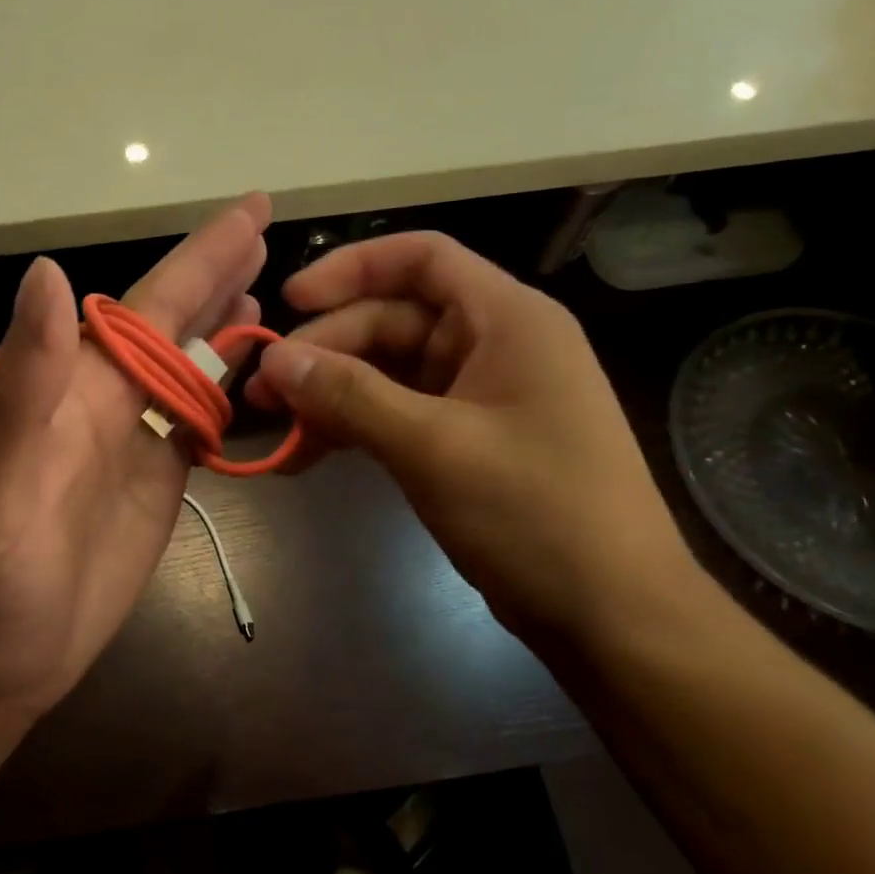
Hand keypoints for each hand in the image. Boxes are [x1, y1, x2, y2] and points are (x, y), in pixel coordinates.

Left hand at [0, 195, 270, 722]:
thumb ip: (24, 385)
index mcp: (74, 389)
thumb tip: (50, 273)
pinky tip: (250, 372)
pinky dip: (229, 390)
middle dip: (218, 274)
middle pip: (174, 325)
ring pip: (190, 367)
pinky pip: (200, 422)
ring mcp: (136, 443)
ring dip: (225, 325)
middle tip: (269, 230)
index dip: (198, 257)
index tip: (251, 210)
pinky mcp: (157, 483)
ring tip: (266, 288)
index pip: (145, 306)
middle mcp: (108, 402)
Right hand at [247, 231, 697, 650]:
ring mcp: (478, 397)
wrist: (610, 614)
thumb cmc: (536, 514)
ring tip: (275, 427)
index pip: (422, 260)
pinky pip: (396, 416)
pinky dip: (353, 430)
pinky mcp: (464, 442)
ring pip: (387, 373)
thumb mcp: (434, 447)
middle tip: (264, 390)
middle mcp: (493, 346)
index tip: (290, 302)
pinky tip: (307, 456)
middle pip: (392, 321)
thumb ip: (350, 396)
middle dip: (325, 351)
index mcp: (507, 319)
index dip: (351, 268)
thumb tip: (274, 358)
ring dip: (330, 395)